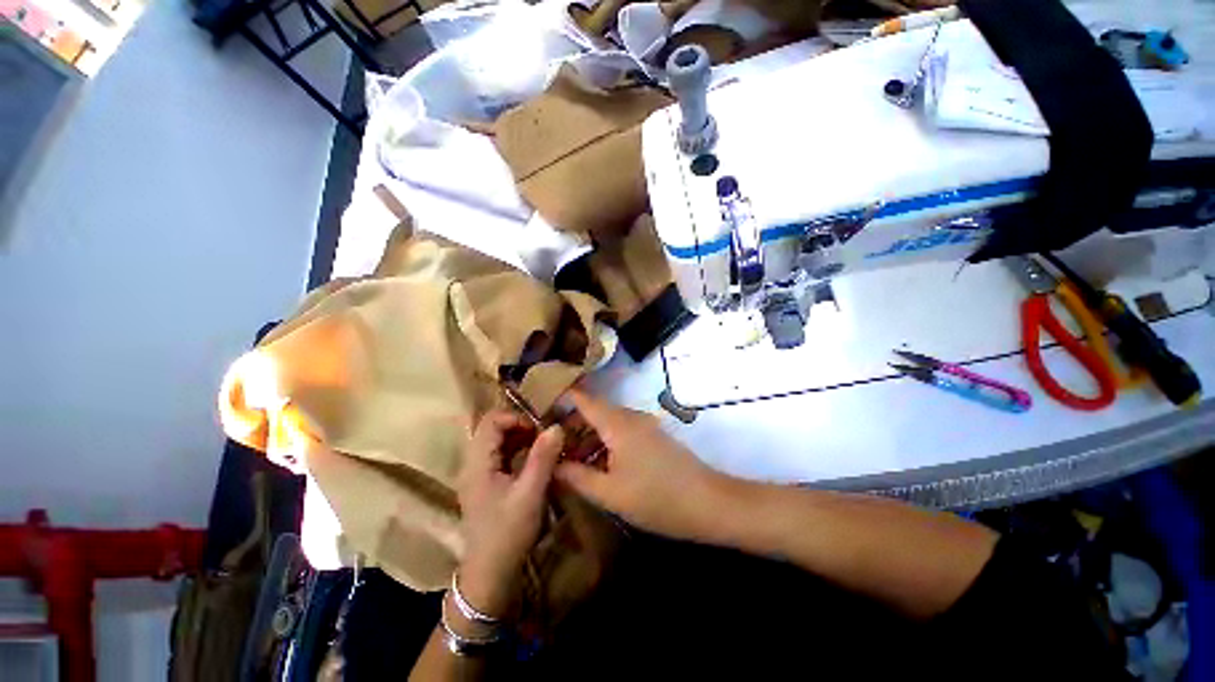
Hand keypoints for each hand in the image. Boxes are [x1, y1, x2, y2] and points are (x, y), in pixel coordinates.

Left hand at [457, 411, 563, 617]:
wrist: (489, 575)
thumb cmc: (508, 533)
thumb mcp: (530, 494)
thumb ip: (543, 458)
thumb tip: (556, 426)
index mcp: (478, 463)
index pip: (490, 421)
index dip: (516, 418)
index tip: (538, 431)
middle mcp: (472, 464)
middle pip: (491, 428)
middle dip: (519, 427)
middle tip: (542, 438)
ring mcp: (477, 474)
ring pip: (496, 441)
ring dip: (519, 438)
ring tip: (541, 447)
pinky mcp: (484, 484)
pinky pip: (499, 456)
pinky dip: (516, 451)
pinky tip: (533, 462)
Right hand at [555, 390, 733, 541]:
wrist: (709, 503)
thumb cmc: (656, 498)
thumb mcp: (609, 492)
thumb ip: (576, 476)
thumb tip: (550, 464)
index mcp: (617, 423)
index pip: (582, 399)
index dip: (559, 400)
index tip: (538, 411)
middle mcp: (629, 416)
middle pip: (593, 411)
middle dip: (570, 426)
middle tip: (549, 447)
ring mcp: (644, 425)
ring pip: (607, 423)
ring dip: (587, 438)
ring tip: (568, 462)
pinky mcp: (652, 436)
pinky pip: (621, 432)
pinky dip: (604, 444)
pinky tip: (596, 467)